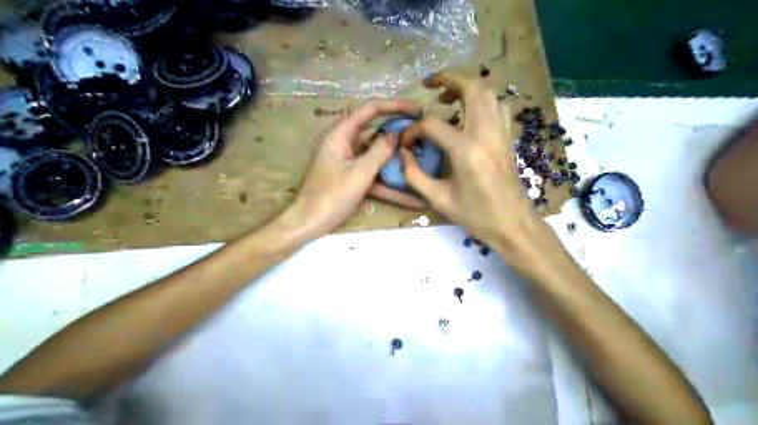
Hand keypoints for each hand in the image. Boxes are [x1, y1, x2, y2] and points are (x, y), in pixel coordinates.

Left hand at [287, 99, 423, 237]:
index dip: (395, 106)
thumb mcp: (359, 173)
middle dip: (397, 130)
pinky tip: (409, 194)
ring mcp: (348, 160)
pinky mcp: (351, 176)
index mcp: (341, 134)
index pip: (371, 110)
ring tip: (419, 155)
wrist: (310, 222)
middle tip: (420, 131)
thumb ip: (379, 152)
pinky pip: (372, 172)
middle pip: (375, 129)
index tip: (418, 110)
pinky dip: (388, 180)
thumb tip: (395, 135)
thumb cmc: (331, 195)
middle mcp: (344, 142)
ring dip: (395, 156)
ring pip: (376, 152)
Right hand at [394, 74, 557, 269]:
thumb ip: (414, 175)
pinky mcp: (508, 139)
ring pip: (489, 93)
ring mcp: (501, 134)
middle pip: (472, 89)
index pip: (433, 124)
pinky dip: (484, 100)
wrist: (513, 225)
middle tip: (430, 85)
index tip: (406, 142)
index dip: (414, 129)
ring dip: (468, 87)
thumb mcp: (438, 200)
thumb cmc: (476, 216)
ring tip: (448, 97)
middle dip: (449, 79)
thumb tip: (402, 154)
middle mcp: (486, 134)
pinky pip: (499, 107)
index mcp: (466, 150)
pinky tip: (471, 113)